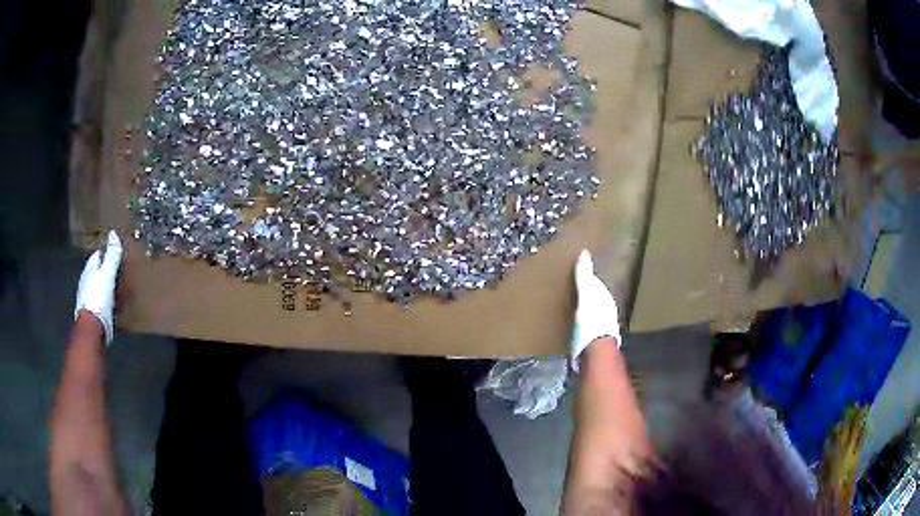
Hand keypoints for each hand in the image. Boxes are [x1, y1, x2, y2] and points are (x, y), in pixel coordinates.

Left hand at [75, 231, 122, 343]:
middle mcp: (86, 281)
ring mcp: (88, 298)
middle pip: (98, 270)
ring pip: (99, 285)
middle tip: (120, 268)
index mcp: (89, 269)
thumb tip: (113, 233)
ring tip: (119, 285)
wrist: (93, 329)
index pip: (98, 254)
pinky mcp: (93, 312)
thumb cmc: (98, 298)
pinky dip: (108, 299)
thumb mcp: (107, 274)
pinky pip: (102, 300)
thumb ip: (111, 256)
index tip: (117, 250)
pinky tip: (114, 302)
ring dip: (107, 284)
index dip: (106, 251)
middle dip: (107, 268)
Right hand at [570, 250, 620, 369]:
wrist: (595, 352)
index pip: (596, 284)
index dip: (588, 279)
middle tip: (573, 289)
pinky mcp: (595, 342)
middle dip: (587, 294)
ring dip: (584, 310)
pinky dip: (581, 323)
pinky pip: (587, 326)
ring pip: (592, 313)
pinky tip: (573, 326)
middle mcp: (608, 312)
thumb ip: (585, 276)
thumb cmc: (591, 320)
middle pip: (596, 299)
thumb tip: (584, 253)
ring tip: (571, 306)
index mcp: (606, 298)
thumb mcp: (586, 294)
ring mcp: (602, 328)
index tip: (577, 274)